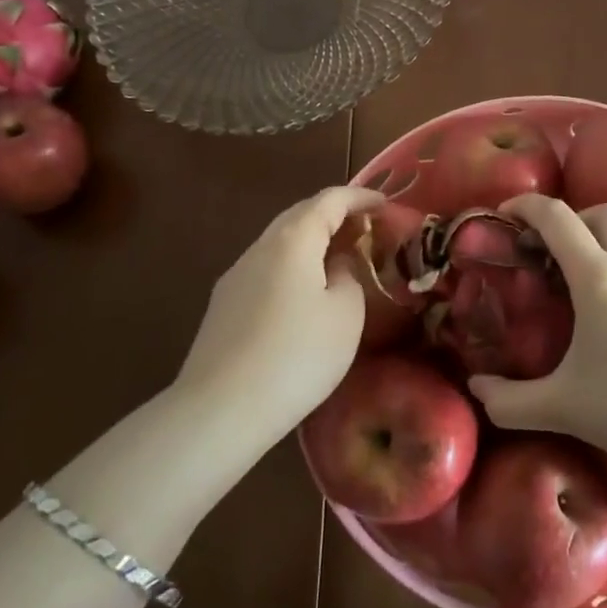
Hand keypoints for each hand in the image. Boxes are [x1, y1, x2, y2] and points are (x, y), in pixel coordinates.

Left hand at [173, 185, 386, 453]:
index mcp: (294, 239)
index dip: (361, 197)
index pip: (330, 200)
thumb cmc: (297, 355)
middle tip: (366, 230)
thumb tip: (336, 266)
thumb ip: (348, 276)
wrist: (220, 410)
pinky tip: (304, 294)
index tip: (386, 205)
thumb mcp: (345, 314)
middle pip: (301, 215)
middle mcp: (260, 247)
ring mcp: (236, 276)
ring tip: (339, 260)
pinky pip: (267, 269)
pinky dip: (293, 266)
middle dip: (335, 215)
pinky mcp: (224, 306)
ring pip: (281, 243)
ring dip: (312, 242)